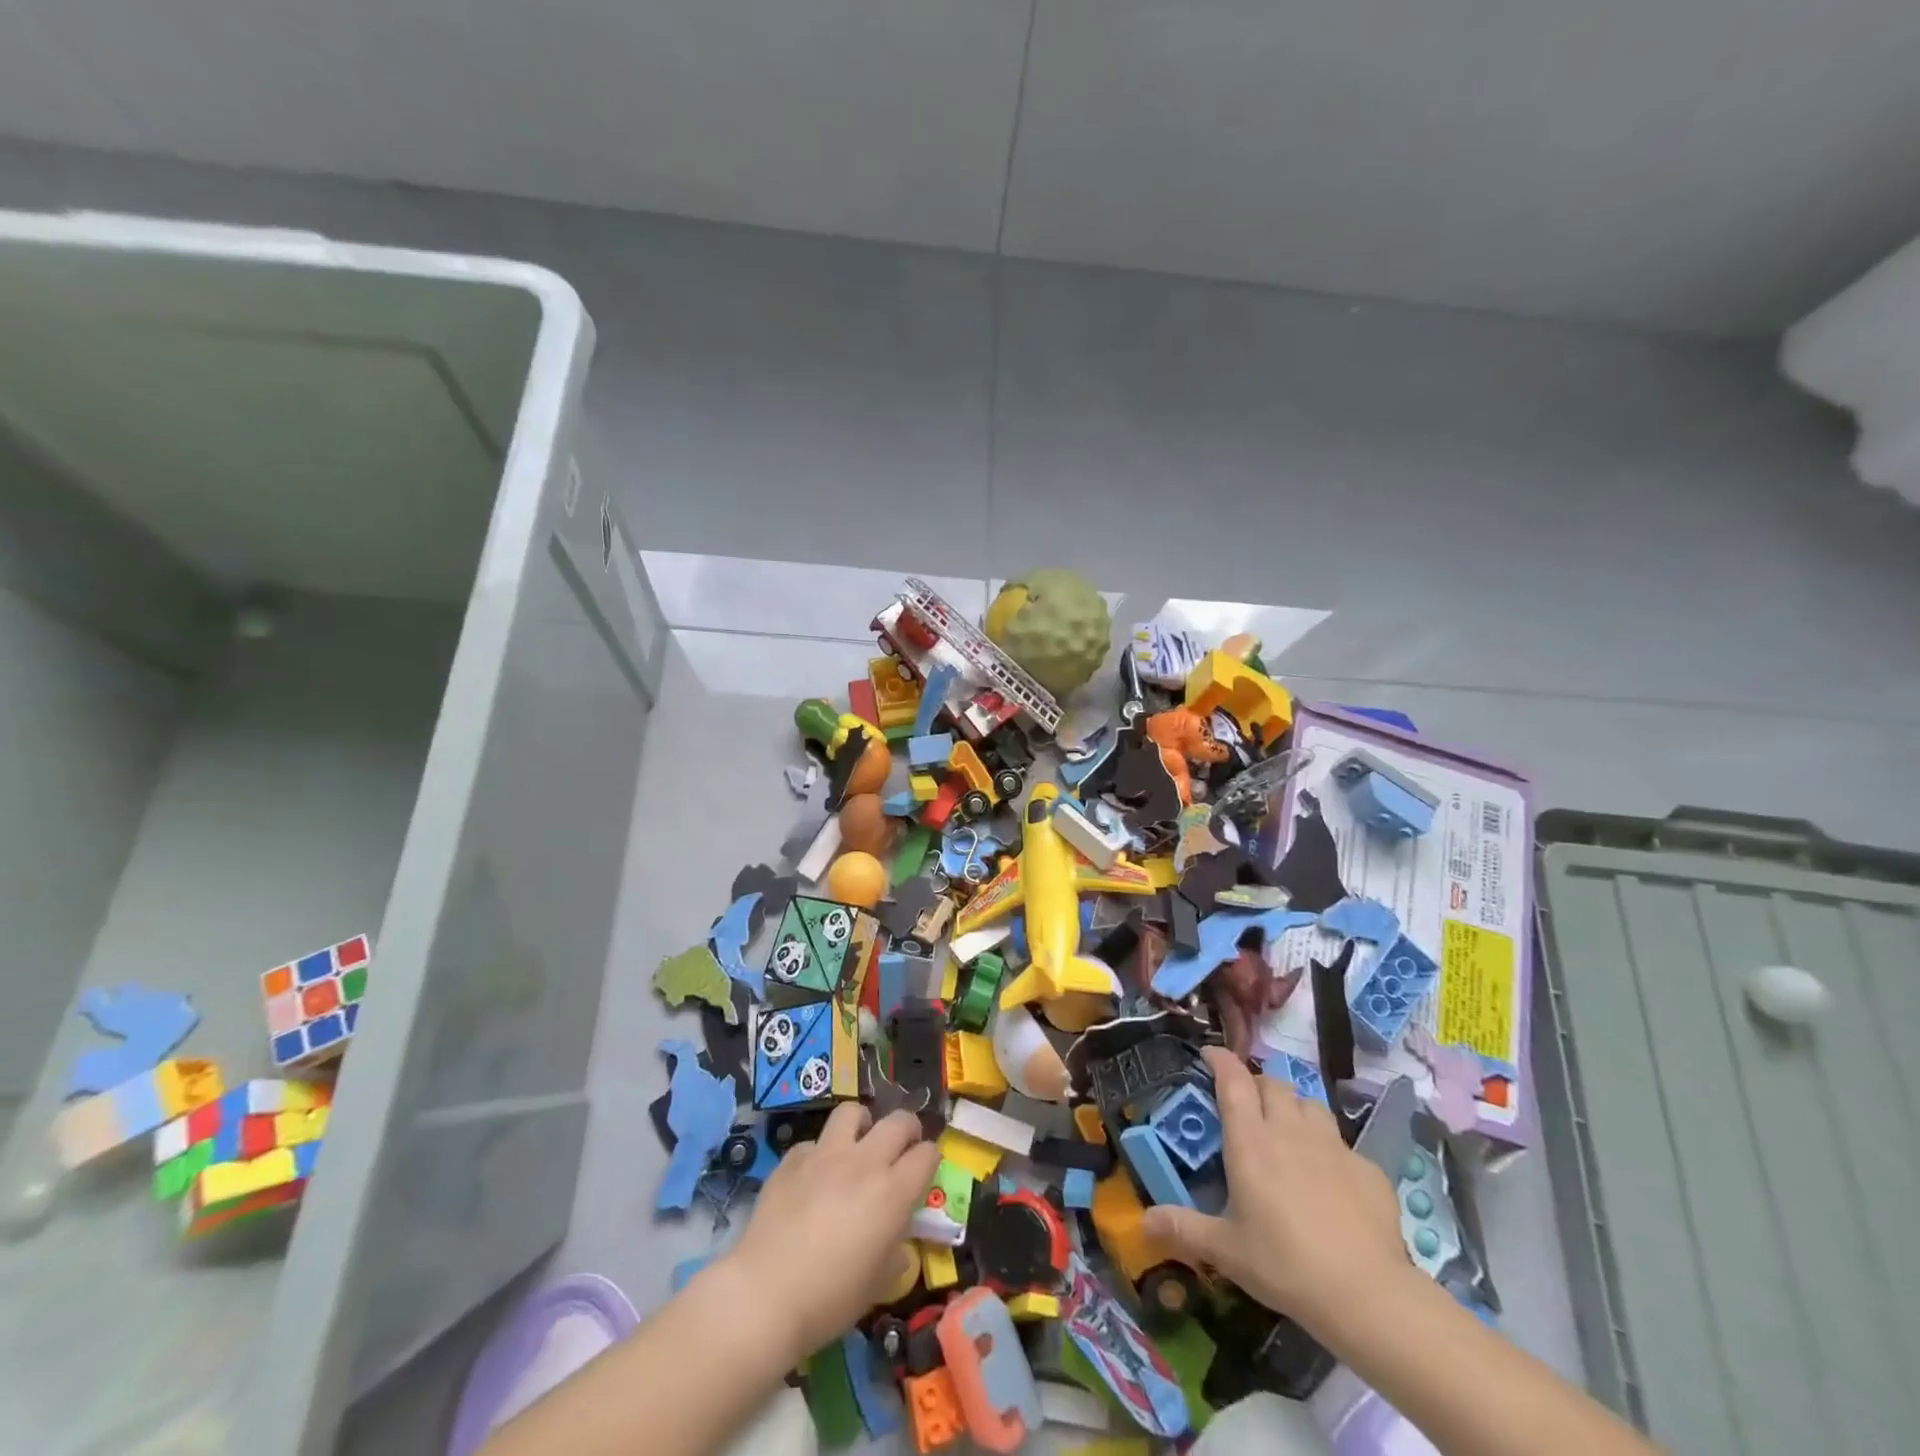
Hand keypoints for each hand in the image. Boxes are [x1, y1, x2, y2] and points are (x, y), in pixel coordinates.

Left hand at [723, 1104, 939, 1362]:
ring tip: (858, 1144)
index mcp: (893, 1192)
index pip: (927, 1154)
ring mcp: (825, 1155)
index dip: (930, 1160)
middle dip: (907, 1129)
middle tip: (902, 1147)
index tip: (926, 1171)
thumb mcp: (878, 1284)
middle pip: (898, 1121)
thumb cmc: (830, 1299)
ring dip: (862, 1125)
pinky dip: (819, 1154)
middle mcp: (864, 1162)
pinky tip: (813, 1177)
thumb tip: (897, 1240)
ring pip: (852, 1112)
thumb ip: (895, 1251)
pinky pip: (813, 1143)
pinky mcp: (792, 1159)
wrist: (765, 1295)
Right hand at [1144, 1047, 1409, 1333]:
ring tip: (1288, 1130)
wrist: (1367, 1295)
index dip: (1220, 1059)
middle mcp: (1290, 1130)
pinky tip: (1330, 1179)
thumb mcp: (1226, 1251)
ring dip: (1294, 1107)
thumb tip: (1144, 1221)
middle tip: (1247, 1105)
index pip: (1233, 1080)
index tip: (1209, 1054)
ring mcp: (1333, 1146)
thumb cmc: (1285, 1265)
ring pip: (1310, 1104)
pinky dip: (1330, 1150)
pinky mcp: (1368, 1169)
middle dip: (1257, 1085)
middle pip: (1273, 1084)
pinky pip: (1343, 1144)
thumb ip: (1185, 1229)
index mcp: (1251, 1141)